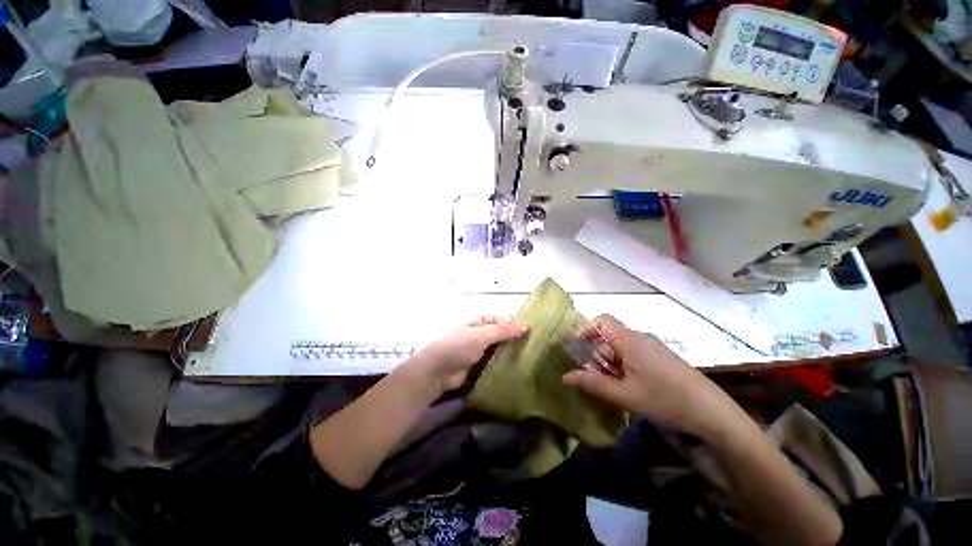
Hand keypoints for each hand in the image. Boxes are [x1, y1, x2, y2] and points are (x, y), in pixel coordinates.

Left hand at [404, 316, 527, 397]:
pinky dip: (506, 367)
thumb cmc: (457, 347)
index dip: (517, 326)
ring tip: (533, 361)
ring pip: (502, 351)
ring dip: (512, 355)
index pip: (504, 320)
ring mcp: (482, 351)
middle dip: (516, 342)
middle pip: (504, 336)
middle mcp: (483, 334)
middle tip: (537, 350)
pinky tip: (520, 372)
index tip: (534, 334)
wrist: (437, 372)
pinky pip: (497, 364)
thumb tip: (526, 327)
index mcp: (481, 322)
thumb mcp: (480, 335)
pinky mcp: (481, 367)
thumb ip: (502, 331)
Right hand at [562, 315, 734, 435]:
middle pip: (609, 340)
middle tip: (593, 382)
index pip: (602, 321)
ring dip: (610, 367)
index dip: (586, 329)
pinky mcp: (662, 360)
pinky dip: (624, 370)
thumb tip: (565, 377)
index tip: (576, 348)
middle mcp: (641, 339)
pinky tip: (629, 391)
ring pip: (621, 351)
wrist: (712, 413)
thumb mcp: (624, 394)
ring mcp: (653, 349)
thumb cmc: (664, 398)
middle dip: (597, 358)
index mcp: (630, 340)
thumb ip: (592, 384)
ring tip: (612, 391)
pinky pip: (634, 358)